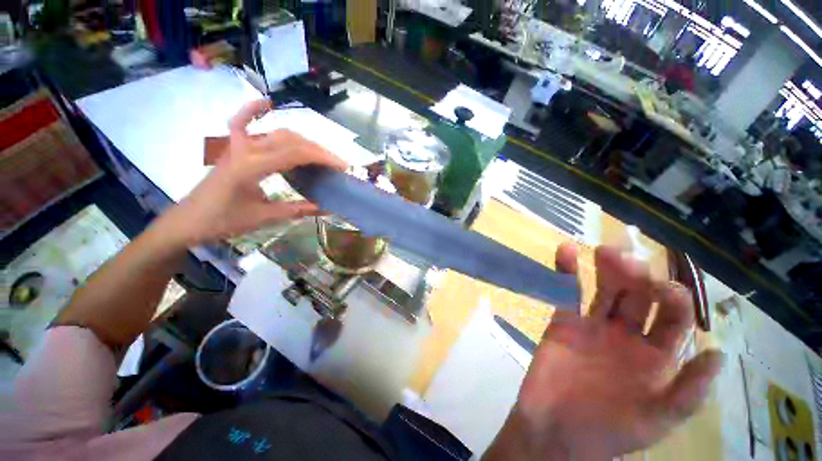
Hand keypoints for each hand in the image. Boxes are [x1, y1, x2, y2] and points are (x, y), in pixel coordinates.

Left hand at [163, 100, 347, 245]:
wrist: (188, 221)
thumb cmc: (223, 221)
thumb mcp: (264, 217)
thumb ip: (296, 210)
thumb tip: (326, 208)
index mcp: (253, 166)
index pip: (295, 154)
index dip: (322, 158)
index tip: (342, 166)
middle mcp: (247, 150)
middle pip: (290, 140)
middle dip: (318, 150)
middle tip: (336, 165)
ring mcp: (238, 146)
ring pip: (276, 133)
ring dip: (302, 141)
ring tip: (320, 154)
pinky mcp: (233, 149)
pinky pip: (242, 123)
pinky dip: (253, 111)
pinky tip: (267, 103)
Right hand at [485, 245, 722, 460]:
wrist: (554, 430)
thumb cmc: (608, 430)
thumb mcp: (655, 421)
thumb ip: (686, 392)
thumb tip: (719, 356)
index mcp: (656, 356)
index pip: (672, 318)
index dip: (672, 300)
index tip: (662, 288)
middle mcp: (627, 335)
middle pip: (637, 296)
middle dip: (636, 276)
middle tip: (626, 260)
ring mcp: (593, 325)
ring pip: (604, 289)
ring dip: (606, 267)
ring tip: (603, 251)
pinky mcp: (563, 321)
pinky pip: (566, 292)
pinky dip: (565, 270)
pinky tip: (565, 251)